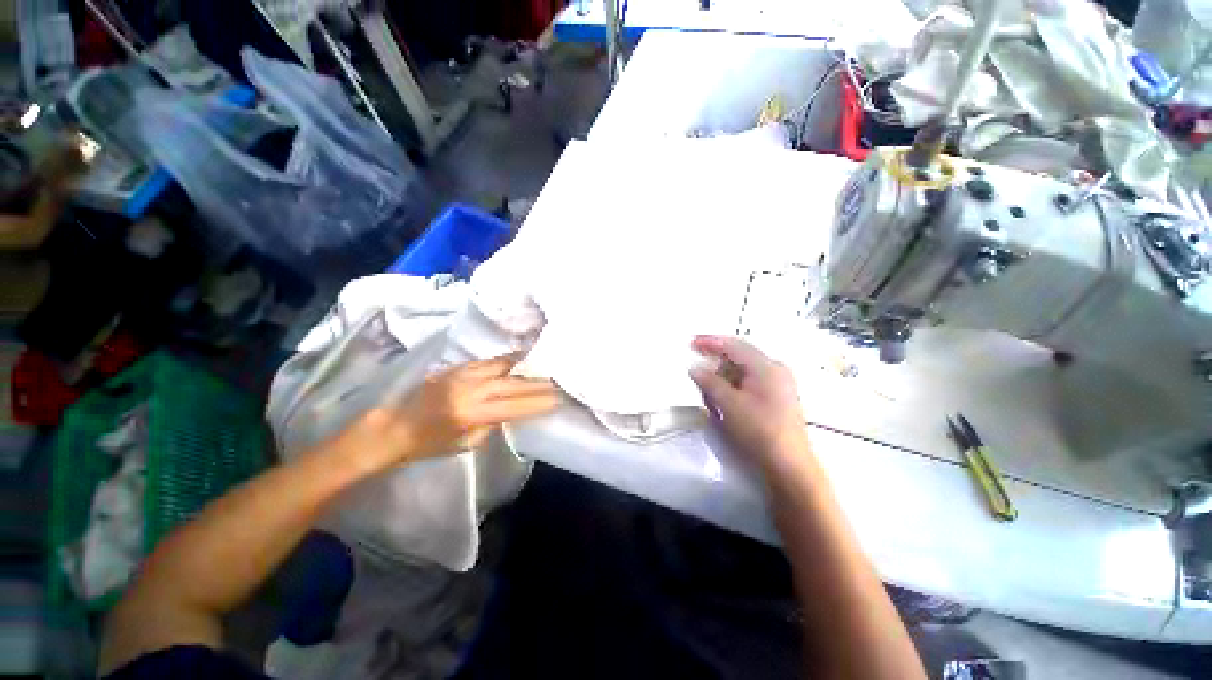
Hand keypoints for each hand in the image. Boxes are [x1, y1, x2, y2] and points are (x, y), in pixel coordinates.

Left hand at [338, 353, 562, 470]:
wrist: (394, 426)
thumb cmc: (429, 444)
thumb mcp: (466, 443)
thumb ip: (492, 423)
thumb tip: (511, 408)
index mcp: (470, 413)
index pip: (513, 406)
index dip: (537, 403)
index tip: (557, 400)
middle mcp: (469, 389)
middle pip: (512, 382)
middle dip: (538, 383)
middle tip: (558, 381)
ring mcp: (463, 373)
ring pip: (503, 366)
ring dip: (526, 366)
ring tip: (544, 365)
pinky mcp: (458, 366)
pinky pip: (490, 361)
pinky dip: (509, 360)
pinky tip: (521, 358)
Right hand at [690, 335, 812, 471]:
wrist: (789, 464)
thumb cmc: (758, 430)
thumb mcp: (729, 404)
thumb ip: (710, 382)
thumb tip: (695, 367)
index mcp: (766, 366)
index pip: (733, 345)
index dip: (710, 342)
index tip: (691, 342)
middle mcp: (775, 369)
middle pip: (740, 356)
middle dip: (716, 361)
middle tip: (697, 367)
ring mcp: (779, 382)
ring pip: (744, 369)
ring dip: (724, 375)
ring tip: (709, 389)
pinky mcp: (777, 396)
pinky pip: (750, 381)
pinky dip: (734, 385)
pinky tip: (724, 397)